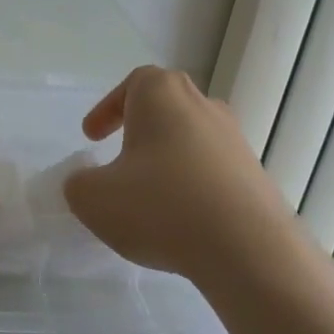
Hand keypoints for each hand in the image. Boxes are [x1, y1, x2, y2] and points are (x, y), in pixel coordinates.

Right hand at [63, 65, 304, 285]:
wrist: (248, 250)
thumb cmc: (161, 206)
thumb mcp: (93, 198)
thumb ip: (78, 184)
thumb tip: (87, 183)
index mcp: (162, 95)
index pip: (134, 83)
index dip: (108, 108)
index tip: (92, 139)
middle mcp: (203, 106)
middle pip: (166, 107)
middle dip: (140, 130)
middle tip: (120, 159)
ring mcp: (235, 140)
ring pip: (191, 139)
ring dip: (167, 160)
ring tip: (149, 197)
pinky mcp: (255, 176)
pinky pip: (213, 171)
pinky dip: (193, 186)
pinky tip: (181, 221)